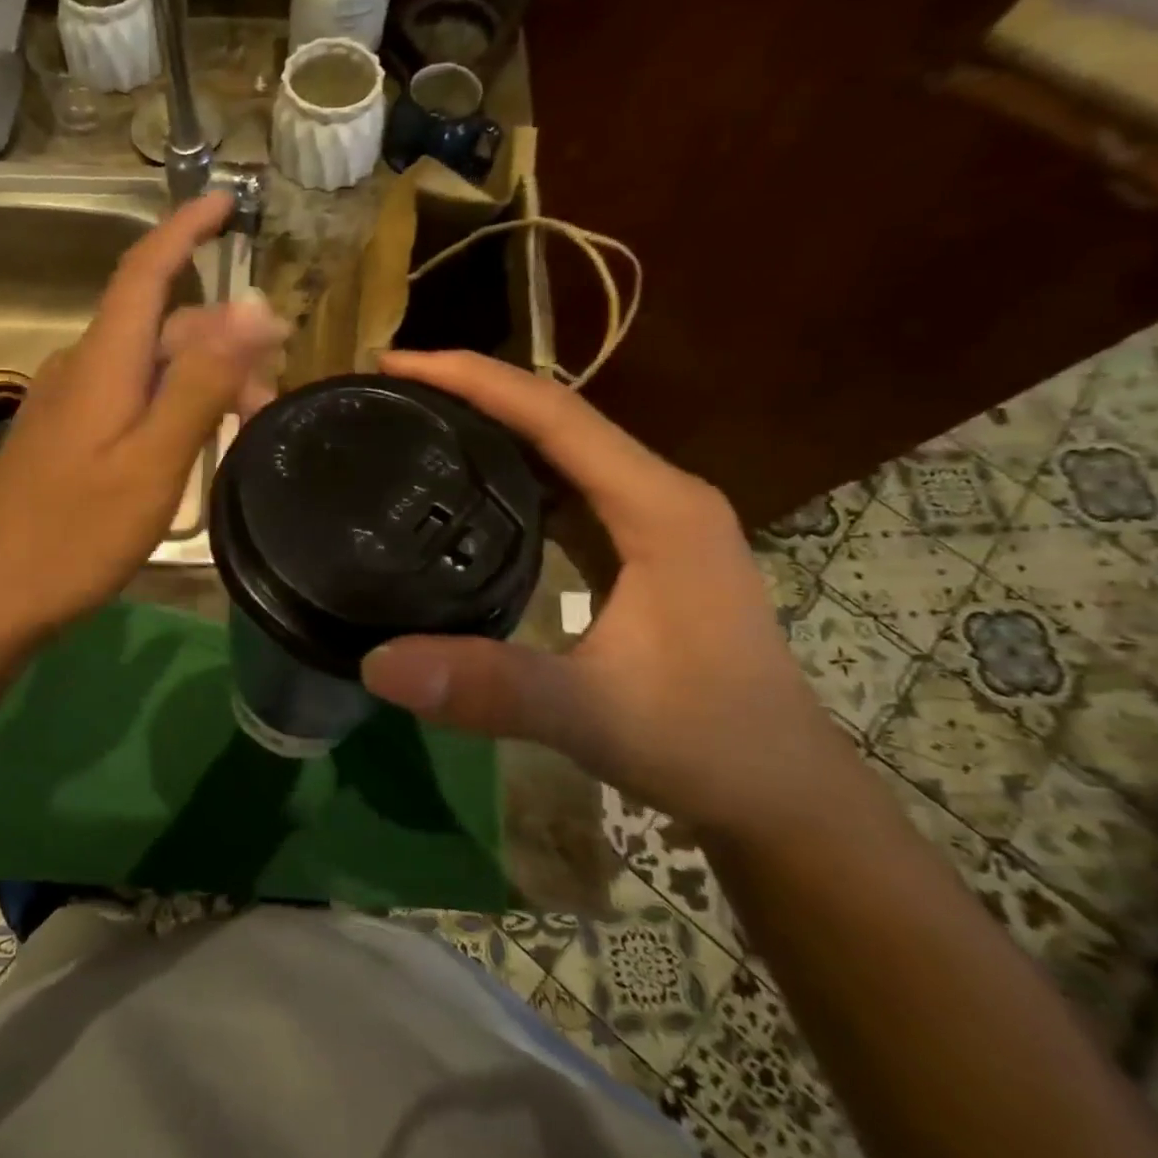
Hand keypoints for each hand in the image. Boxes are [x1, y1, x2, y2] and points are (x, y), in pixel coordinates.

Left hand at [0, 191, 285, 668]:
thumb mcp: (154, 461)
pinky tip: (195, 446)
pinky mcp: (66, 440)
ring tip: (247, 425)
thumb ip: (200, 383)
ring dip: (202, 380)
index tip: (229, 203)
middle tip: (275, 387)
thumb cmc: (76, 535)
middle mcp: (82, 369)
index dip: (185, 230)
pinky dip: (173, 407)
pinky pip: (130, 401)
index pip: (145, 270)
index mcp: (102, 362)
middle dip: (223, 340)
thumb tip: (253, 307)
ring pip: (148, 368)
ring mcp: (69, 406)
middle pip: (160, 327)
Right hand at [360, 350, 857, 839]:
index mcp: (659, 507)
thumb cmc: (706, 744)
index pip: (556, 414)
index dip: (474, 379)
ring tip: (414, 424)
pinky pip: (564, 490)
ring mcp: (651, 520)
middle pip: (555, 417)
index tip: (396, 364)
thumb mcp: (593, 715)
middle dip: (472, 393)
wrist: (780, 793)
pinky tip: (464, 491)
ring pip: (560, 450)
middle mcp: (658, 495)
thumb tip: (377, 663)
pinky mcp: (638, 548)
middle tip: (389, 393)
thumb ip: (492, 687)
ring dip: (490, 428)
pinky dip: (509, 475)